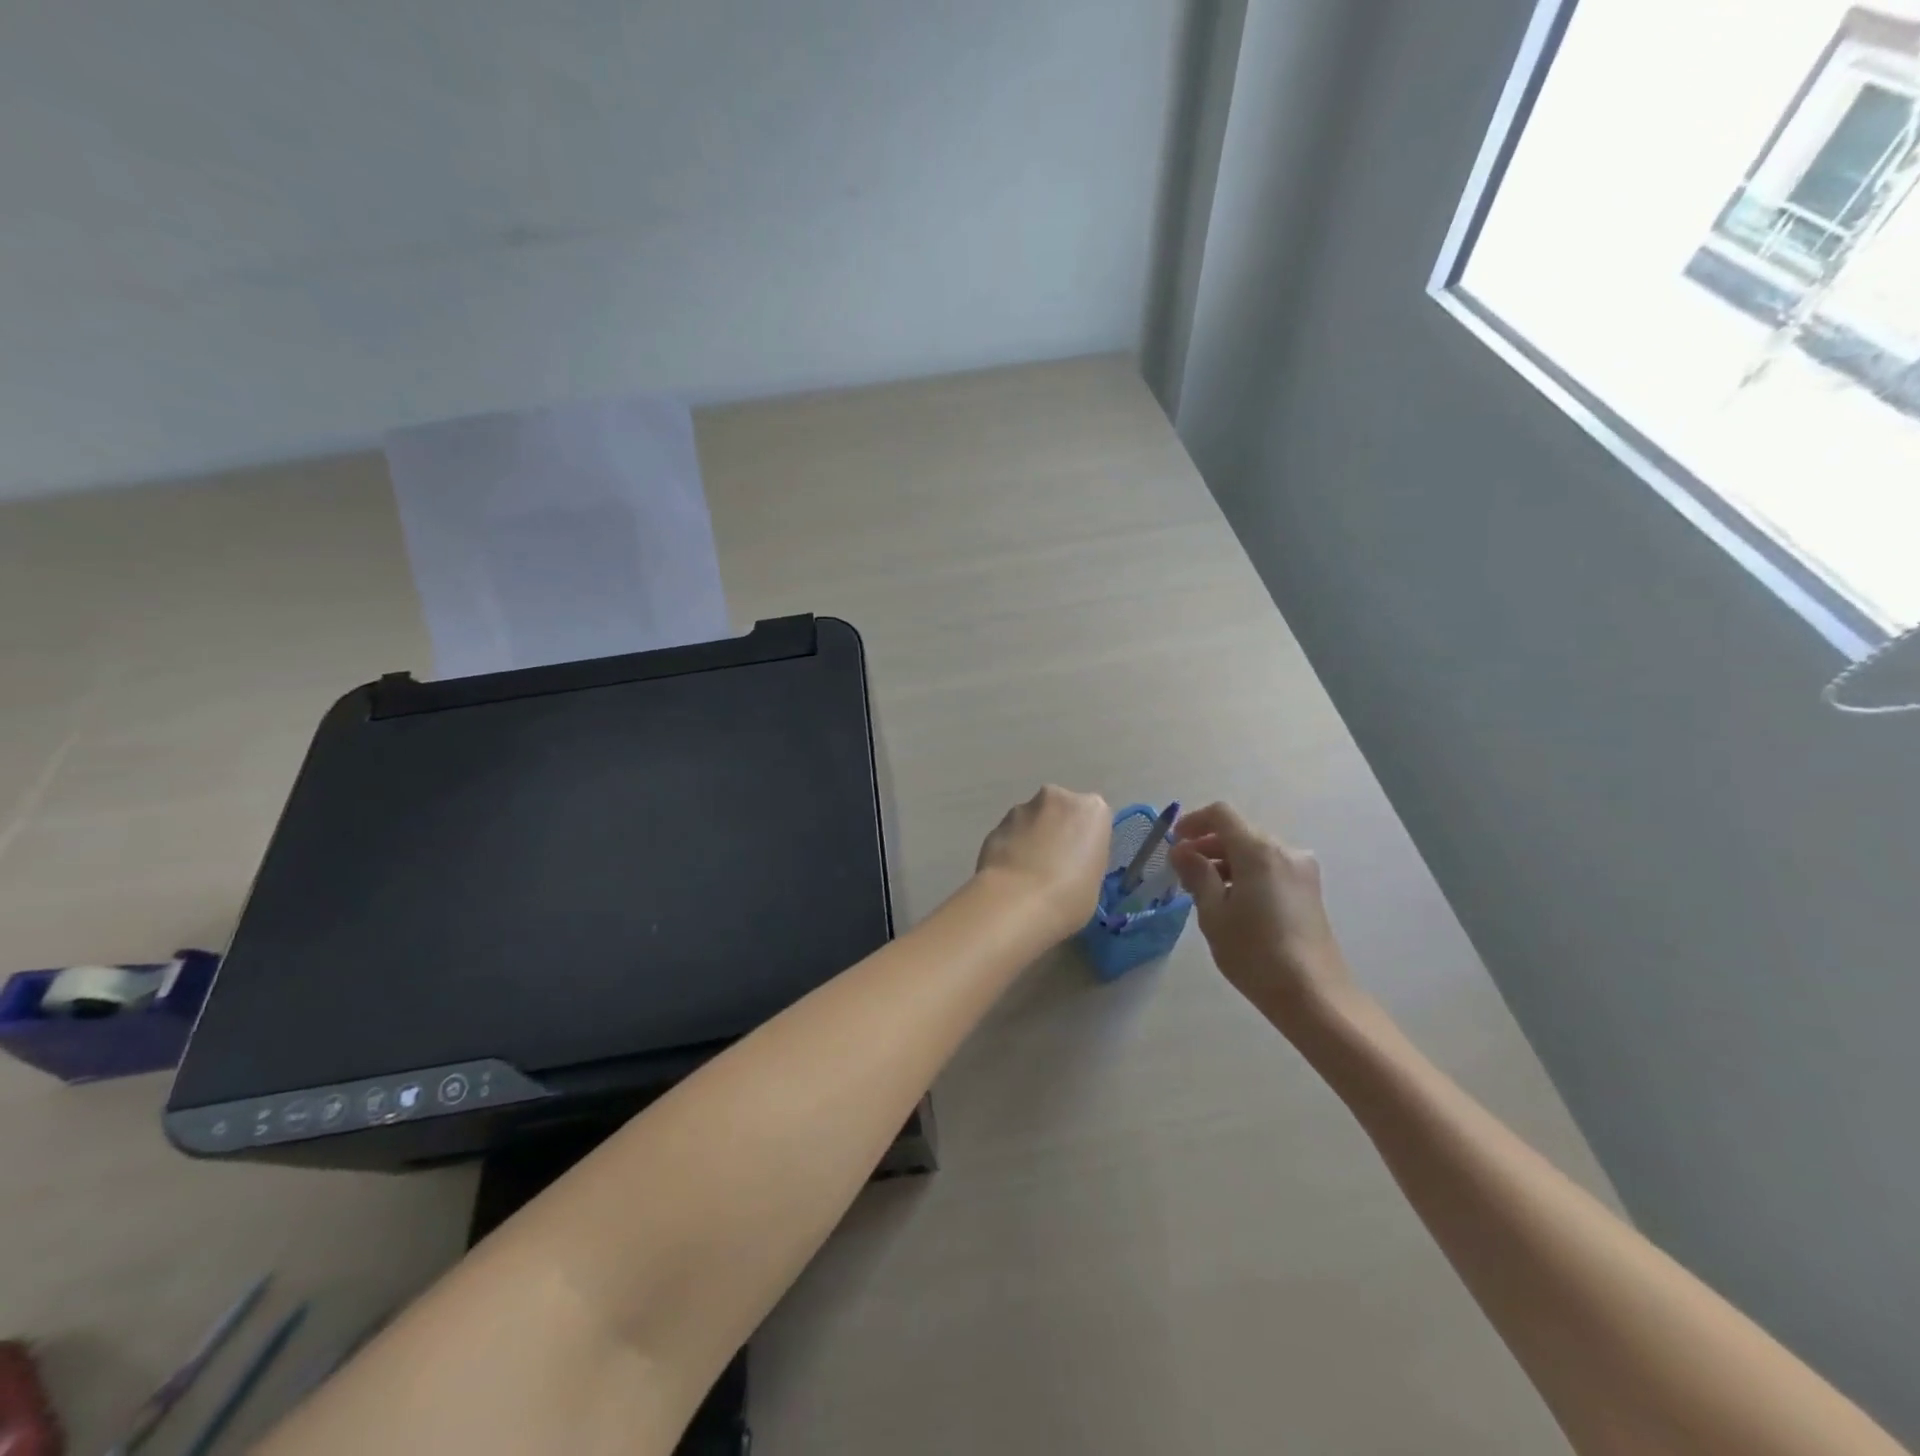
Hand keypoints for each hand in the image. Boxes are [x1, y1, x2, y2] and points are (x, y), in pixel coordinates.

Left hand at [975, 786, 1112, 939]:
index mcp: (1092, 809)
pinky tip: (1009, 876)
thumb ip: (1084, 860)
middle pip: (1060, 811)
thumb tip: (1068, 863)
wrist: (1017, 902)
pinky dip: (1010, 849)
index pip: (1093, 818)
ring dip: (1031, 838)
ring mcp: (1021, 808)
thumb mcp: (1095, 881)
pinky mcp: (995, 825)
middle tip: (1054, 865)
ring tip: (1027, 875)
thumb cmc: (1070, 896)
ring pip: (1031, 820)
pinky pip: (1009, 835)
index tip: (1080, 863)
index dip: (1086, 841)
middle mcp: (1057, 798)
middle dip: (1056, 830)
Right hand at [1171, 802, 1357, 1031]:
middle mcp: (1284, 851)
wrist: (1314, 995)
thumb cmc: (1255, 953)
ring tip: (1203, 891)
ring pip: (1254, 851)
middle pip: (1239, 832)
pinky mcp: (1309, 890)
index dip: (1192, 822)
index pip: (1221, 814)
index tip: (1174, 843)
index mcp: (1258, 850)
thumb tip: (1182, 851)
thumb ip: (1196, 874)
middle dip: (1207, 845)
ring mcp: (1302, 870)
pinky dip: (1246, 873)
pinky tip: (1232, 902)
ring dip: (1226, 861)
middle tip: (1182, 873)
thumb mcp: (1213, 914)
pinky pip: (1270, 867)